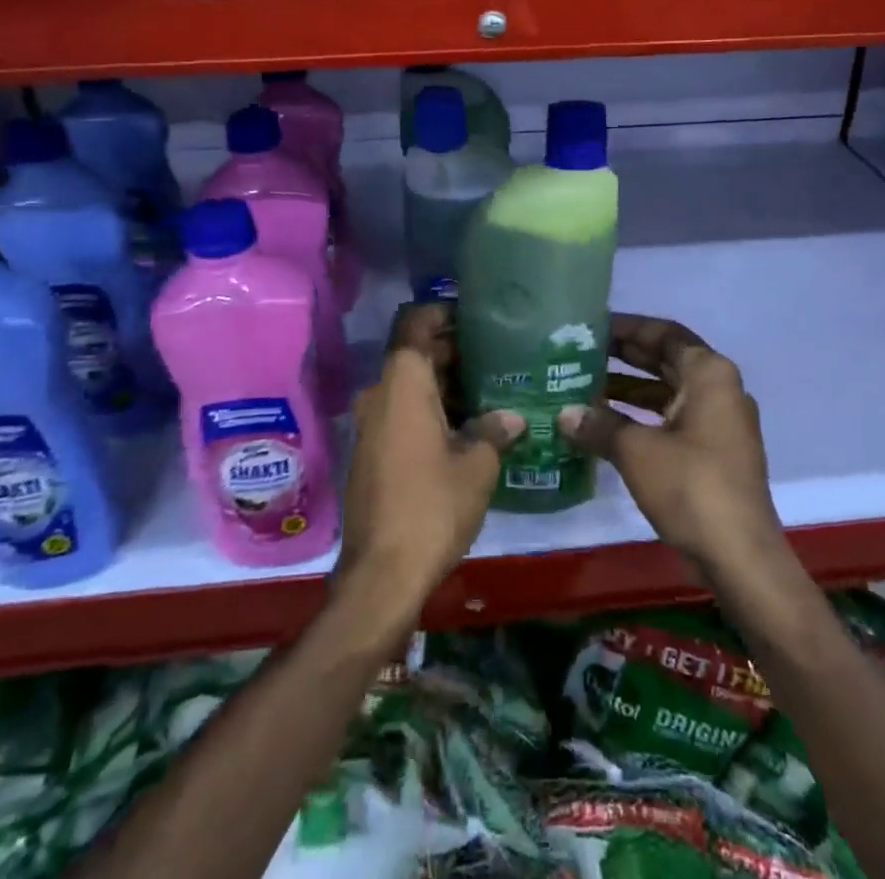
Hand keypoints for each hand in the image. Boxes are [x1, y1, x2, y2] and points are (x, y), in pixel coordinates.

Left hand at [335, 303, 521, 625]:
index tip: (476, 317)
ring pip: (410, 385)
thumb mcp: (477, 465)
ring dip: (445, 384)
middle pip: (415, 353)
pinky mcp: (372, 451)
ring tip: (491, 390)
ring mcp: (372, 424)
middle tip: (498, 356)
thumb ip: (494, 430)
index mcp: (403, 383)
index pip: (415, 322)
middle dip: (454, 351)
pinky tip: (468, 427)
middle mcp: (380, 394)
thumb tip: (512, 416)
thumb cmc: (432, 505)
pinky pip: (403, 412)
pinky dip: (431, 409)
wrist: (381, 573)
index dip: (443, 312)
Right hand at [556, 314, 785, 574]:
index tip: (592, 326)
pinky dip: (642, 416)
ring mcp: (720, 422)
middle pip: (666, 359)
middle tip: (581, 352)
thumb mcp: (636, 450)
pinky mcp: (715, 451)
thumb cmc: (691, 486)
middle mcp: (719, 389)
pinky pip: (673, 418)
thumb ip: (599, 425)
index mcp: (709, 373)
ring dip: (629, 388)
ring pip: (668, 391)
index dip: (627, 327)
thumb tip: (565, 414)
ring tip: (584, 386)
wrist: (741, 556)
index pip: (663, 333)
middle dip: (624, 356)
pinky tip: (606, 425)